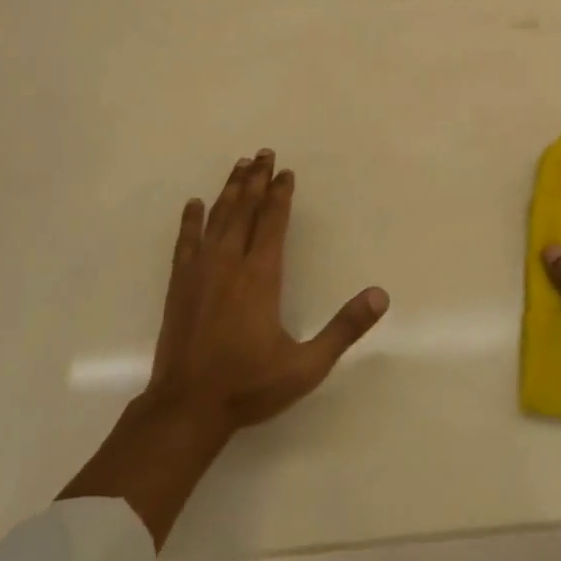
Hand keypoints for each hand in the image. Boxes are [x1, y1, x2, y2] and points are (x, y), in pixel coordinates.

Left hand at [145, 149, 389, 436]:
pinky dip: (191, 220)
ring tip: (239, 165)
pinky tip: (195, 204)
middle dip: (255, 180)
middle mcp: (230, 264)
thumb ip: (344, 328)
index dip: (280, 194)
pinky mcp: (179, 285)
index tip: (286, 172)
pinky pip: (186, 241)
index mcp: (261, 276)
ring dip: (229, 190)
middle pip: (244, 210)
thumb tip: (380, 295)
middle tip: (262, 152)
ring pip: (217, 219)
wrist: (186, 408)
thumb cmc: (249, 385)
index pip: (273, 222)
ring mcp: (200, 272)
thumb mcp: (307, 365)